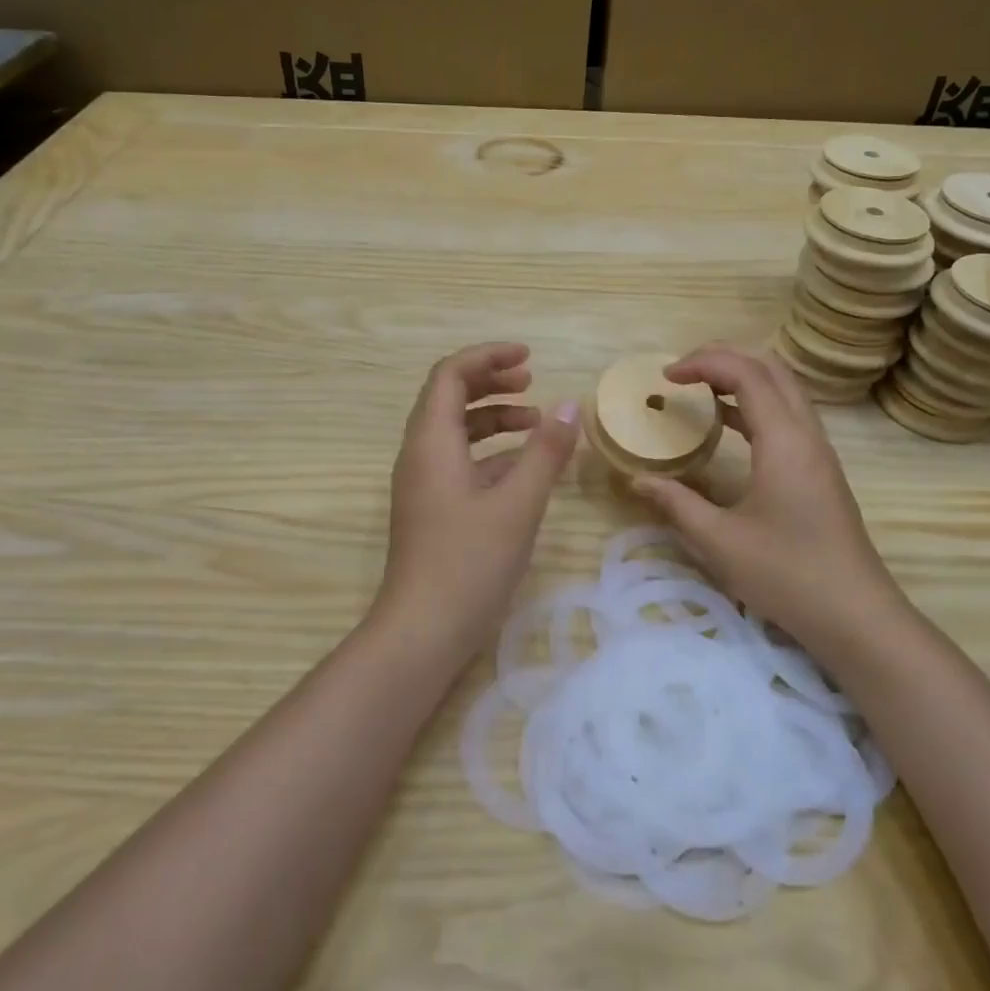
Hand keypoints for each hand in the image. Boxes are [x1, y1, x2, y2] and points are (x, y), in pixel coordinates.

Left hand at [376, 343, 579, 650]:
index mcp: (431, 442)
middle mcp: (420, 455)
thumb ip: (545, 452)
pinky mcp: (433, 510)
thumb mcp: (518, 504)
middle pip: (449, 397)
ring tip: (536, 421)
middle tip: (532, 381)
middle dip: (491, 382)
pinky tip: (525, 468)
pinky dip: (491, 453)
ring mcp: (423, 484)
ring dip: (493, 417)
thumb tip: (569, 405)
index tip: (528, 357)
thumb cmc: (469, 563)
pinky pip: (460, 462)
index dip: (488, 356)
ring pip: (456, 431)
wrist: (422, 633)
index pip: (451, 374)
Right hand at [631, 345, 908, 657]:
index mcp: (784, 441)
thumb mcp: (720, 542)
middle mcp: (806, 434)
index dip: (704, 363)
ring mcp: (818, 451)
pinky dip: (755, 403)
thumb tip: (637, 480)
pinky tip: (727, 423)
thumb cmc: (787, 575)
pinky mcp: (819, 468)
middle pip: (771, 368)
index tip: (666, 377)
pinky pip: (788, 414)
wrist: (856, 615)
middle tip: (682, 370)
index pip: (747, 373)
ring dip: (742, 377)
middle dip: (725, 357)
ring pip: (784, 388)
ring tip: (699, 388)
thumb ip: (675, 504)